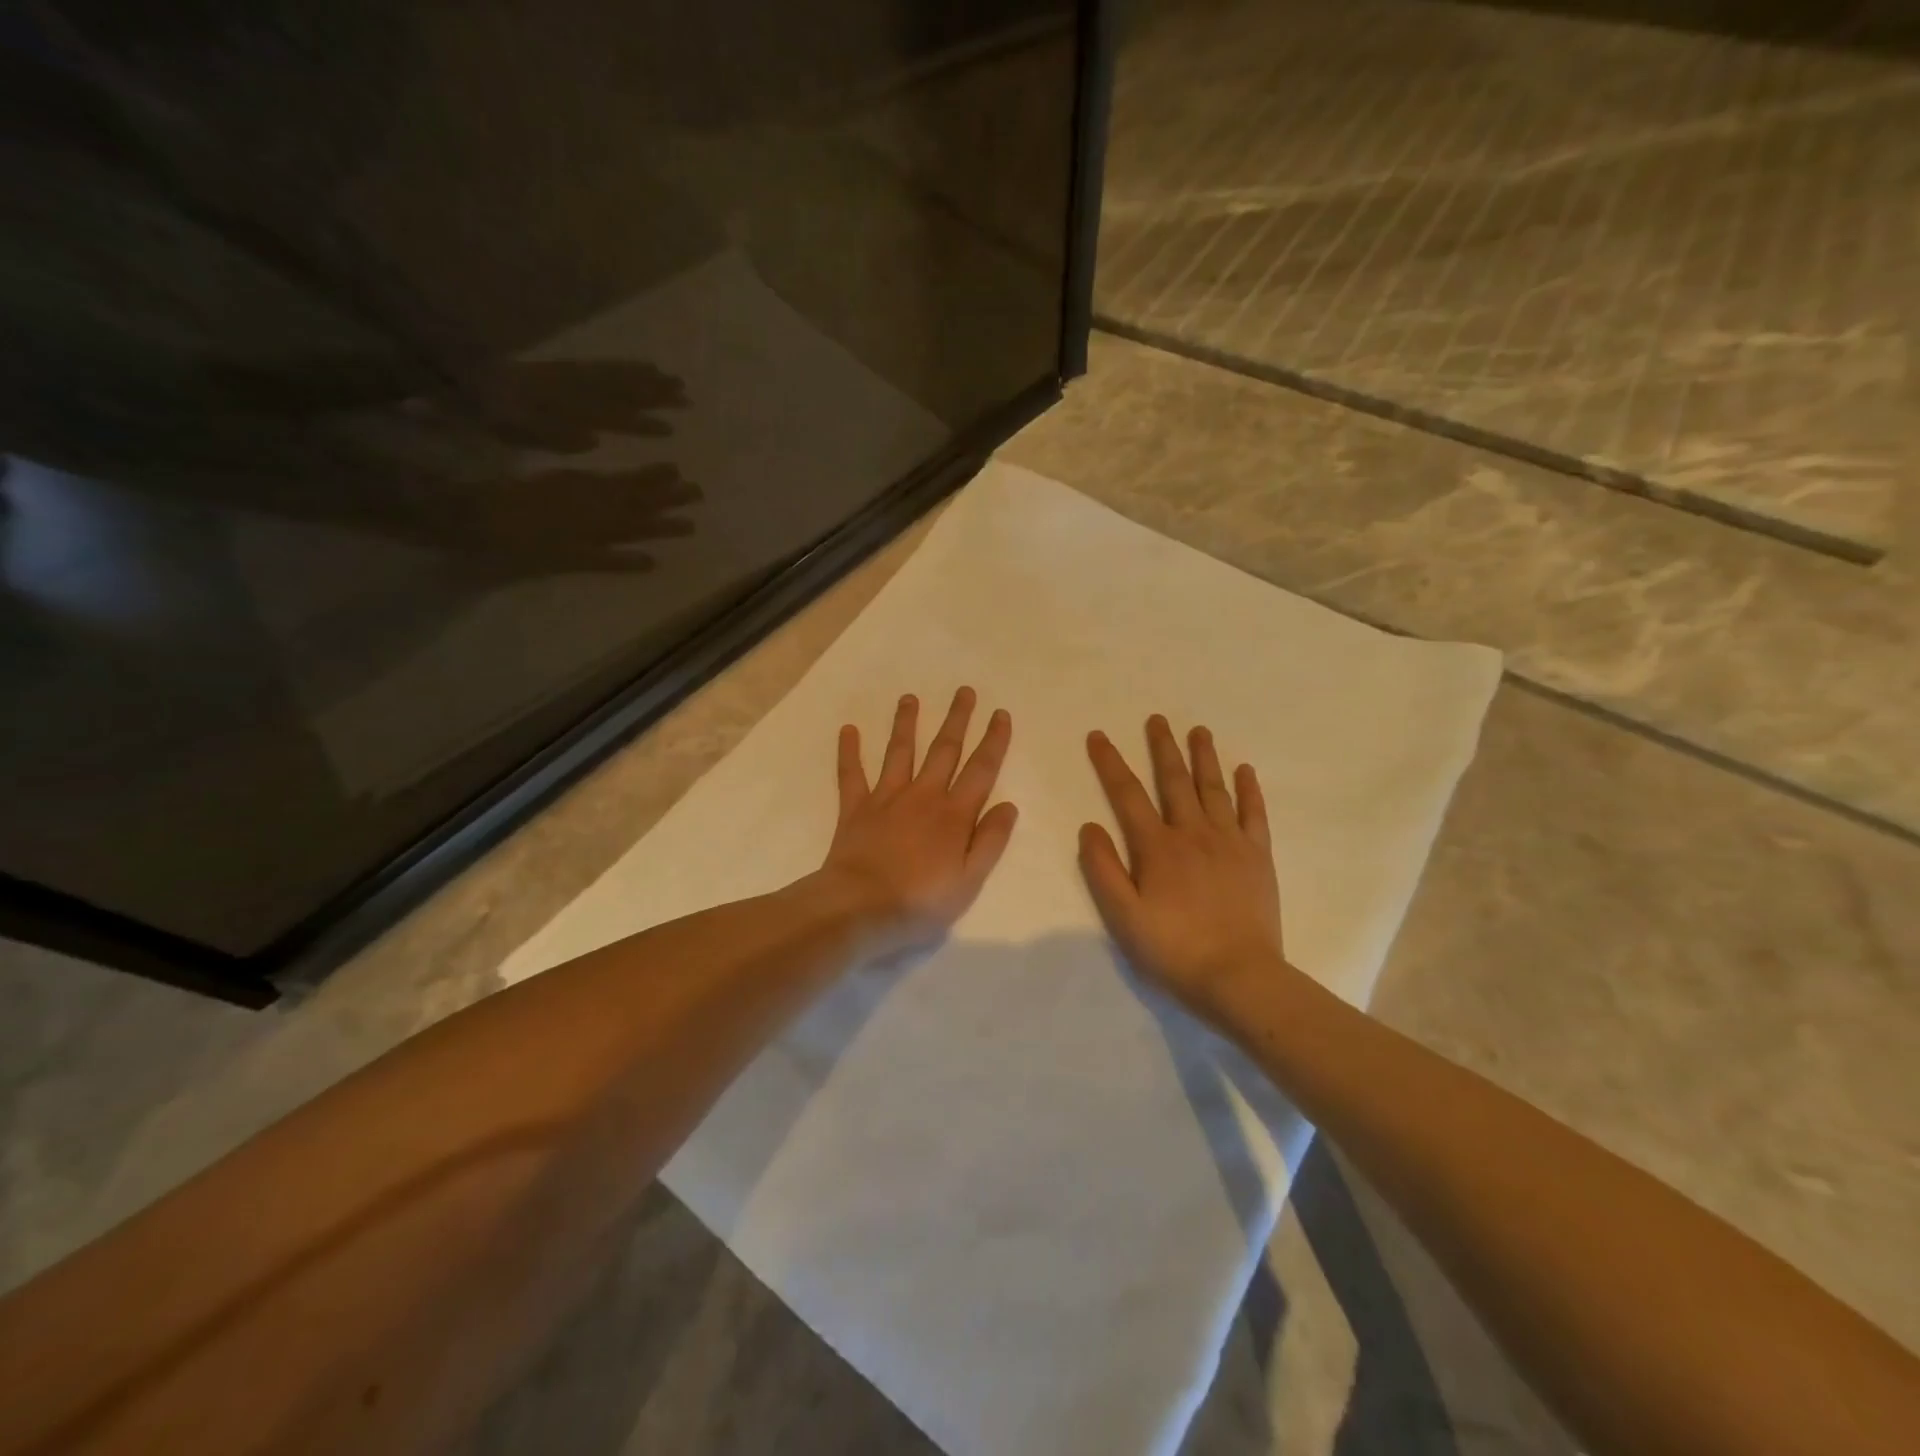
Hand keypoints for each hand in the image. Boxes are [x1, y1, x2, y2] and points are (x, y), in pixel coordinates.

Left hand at [817, 688, 1017, 955]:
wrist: (860, 907)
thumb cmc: (920, 901)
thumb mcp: (969, 880)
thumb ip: (990, 841)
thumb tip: (1008, 805)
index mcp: (954, 815)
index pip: (980, 770)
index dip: (993, 741)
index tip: (1000, 714)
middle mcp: (923, 796)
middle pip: (944, 750)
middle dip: (957, 719)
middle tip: (964, 691)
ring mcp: (887, 798)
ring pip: (900, 752)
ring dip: (906, 723)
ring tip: (910, 698)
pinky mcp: (856, 808)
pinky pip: (852, 774)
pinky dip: (849, 751)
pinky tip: (848, 729)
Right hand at [1080, 715, 1284, 1017]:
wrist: (1239, 978)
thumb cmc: (1173, 949)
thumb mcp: (1123, 916)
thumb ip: (1103, 869)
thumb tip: (1089, 826)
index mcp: (1157, 847)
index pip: (1127, 794)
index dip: (1110, 763)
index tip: (1098, 736)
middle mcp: (1193, 833)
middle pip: (1174, 781)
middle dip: (1162, 748)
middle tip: (1156, 718)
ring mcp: (1230, 842)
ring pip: (1214, 788)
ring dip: (1204, 757)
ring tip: (1198, 730)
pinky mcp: (1258, 857)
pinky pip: (1254, 814)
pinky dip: (1249, 789)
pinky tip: (1244, 770)